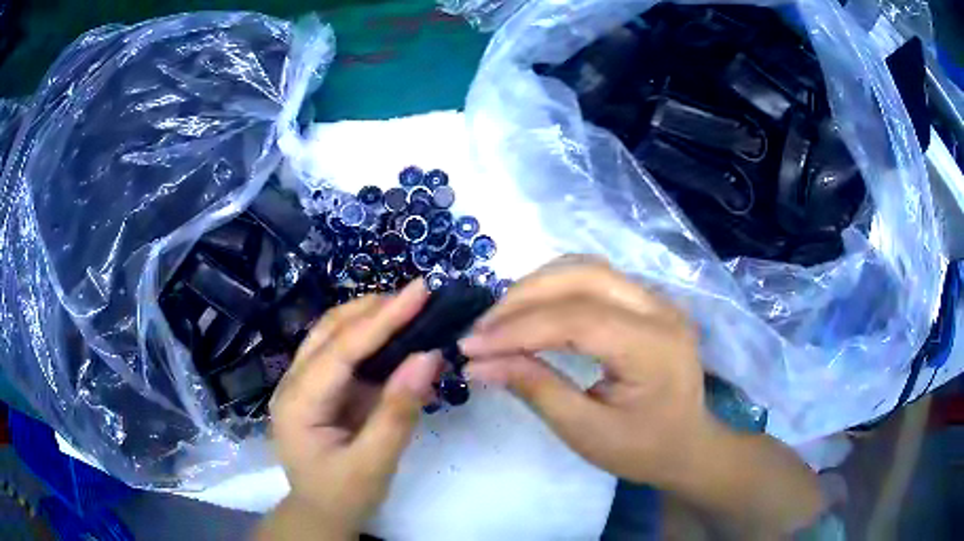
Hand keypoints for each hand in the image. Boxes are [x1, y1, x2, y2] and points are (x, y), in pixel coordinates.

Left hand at [262, 279, 441, 539]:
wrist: (320, 514)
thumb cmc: (343, 495)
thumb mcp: (374, 463)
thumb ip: (398, 410)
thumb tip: (428, 356)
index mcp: (298, 402)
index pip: (341, 349)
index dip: (382, 318)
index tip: (420, 290)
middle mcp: (293, 382)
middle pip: (330, 330)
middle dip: (374, 308)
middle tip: (419, 296)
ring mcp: (303, 383)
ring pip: (333, 334)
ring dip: (370, 317)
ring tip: (410, 307)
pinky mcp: (319, 388)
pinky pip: (343, 353)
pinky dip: (370, 339)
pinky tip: (395, 336)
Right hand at [459, 256, 706, 486]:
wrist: (687, 445)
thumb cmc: (642, 448)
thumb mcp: (585, 432)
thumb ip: (535, 389)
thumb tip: (479, 363)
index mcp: (654, 347)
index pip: (577, 319)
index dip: (518, 329)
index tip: (471, 347)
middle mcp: (661, 309)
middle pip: (582, 276)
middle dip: (523, 298)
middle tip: (482, 330)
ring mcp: (658, 299)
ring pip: (587, 268)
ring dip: (537, 286)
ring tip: (501, 319)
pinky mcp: (648, 300)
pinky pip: (596, 278)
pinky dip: (556, 288)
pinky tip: (533, 309)